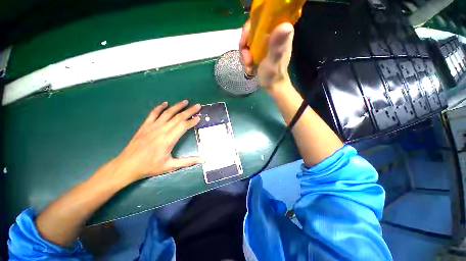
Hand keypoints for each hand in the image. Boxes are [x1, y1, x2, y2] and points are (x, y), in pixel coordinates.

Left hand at [111, 100, 203, 184]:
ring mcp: (153, 126)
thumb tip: (203, 160)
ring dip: (177, 106)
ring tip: (186, 102)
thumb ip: (188, 162)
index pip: (184, 126)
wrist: (127, 165)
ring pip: (168, 113)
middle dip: (189, 111)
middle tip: (198, 106)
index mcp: (169, 140)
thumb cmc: (150, 166)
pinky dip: (160, 107)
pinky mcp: (145, 125)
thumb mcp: (171, 166)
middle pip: (178, 117)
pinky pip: (153, 113)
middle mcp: (162, 130)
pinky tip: (165, 103)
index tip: (199, 117)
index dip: (193, 121)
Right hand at [239, 21, 294, 91]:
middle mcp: (272, 35)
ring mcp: (265, 44)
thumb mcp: (274, 60)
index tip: (244, 42)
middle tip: (247, 60)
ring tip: (248, 67)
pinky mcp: (260, 51)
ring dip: (245, 56)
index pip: (262, 19)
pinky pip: (248, 50)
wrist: (272, 86)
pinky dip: (246, 60)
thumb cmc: (274, 75)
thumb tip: (285, 25)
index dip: (250, 28)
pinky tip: (249, 69)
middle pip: (251, 31)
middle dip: (245, 47)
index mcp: (279, 33)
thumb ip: (277, 44)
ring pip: (248, 42)